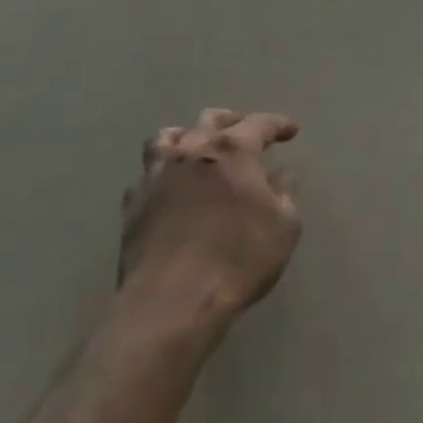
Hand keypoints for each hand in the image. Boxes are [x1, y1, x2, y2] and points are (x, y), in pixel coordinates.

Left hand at [118, 109, 299, 321]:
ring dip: (187, 138)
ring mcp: (156, 175)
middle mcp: (192, 151)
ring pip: (167, 138)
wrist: (171, 302)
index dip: (277, 125)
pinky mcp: (133, 204)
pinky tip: (170, 189)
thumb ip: (285, 194)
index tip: (290, 131)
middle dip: (232, 122)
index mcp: (232, 150)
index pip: (259, 124)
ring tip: (197, 150)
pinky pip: (147, 175)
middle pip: (210, 119)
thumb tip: (281, 175)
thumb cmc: (237, 259)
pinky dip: (162, 174)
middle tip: (244, 134)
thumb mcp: (284, 227)